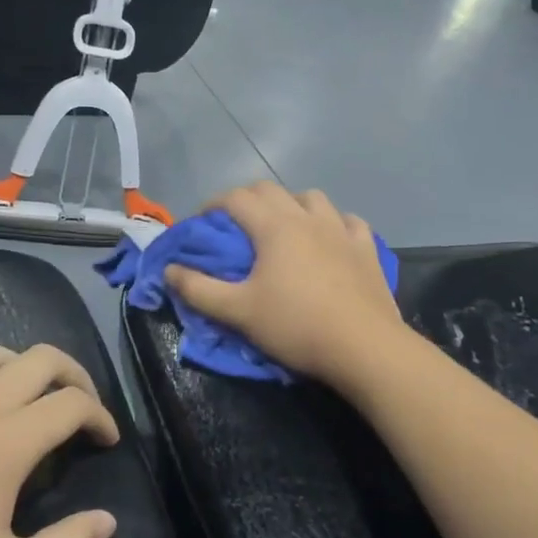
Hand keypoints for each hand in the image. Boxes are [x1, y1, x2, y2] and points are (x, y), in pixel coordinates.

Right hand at [164, 181, 407, 383]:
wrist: (363, 347)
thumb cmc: (295, 326)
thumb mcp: (238, 312)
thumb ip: (198, 289)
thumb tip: (169, 270)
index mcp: (274, 227)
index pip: (236, 198)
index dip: (213, 204)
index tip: (202, 222)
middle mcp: (308, 218)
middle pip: (271, 190)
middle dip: (248, 199)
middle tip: (235, 223)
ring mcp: (342, 230)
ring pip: (313, 199)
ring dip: (292, 204)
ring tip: (284, 227)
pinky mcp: (367, 249)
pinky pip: (349, 222)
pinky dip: (334, 223)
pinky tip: (332, 238)